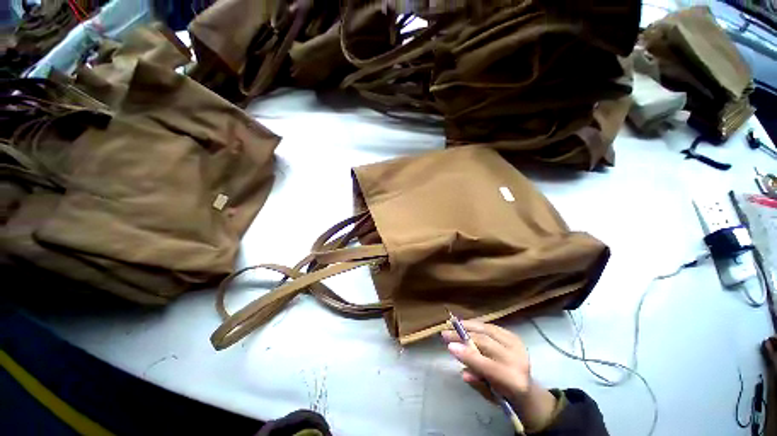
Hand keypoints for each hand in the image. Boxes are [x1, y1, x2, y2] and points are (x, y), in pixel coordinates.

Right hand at [442, 320, 557, 431]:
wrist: (528, 391)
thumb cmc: (504, 395)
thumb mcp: (489, 394)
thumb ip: (476, 382)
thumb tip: (463, 372)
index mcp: (514, 381)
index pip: (487, 365)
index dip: (467, 354)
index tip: (449, 346)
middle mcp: (518, 360)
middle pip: (486, 343)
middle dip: (463, 336)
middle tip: (445, 333)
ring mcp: (517, 346)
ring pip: (488, 330)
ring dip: (468, 326)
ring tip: (453, 325)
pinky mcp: (514, 337)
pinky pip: (492, 327)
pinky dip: (477, 325)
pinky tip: (466, 324)